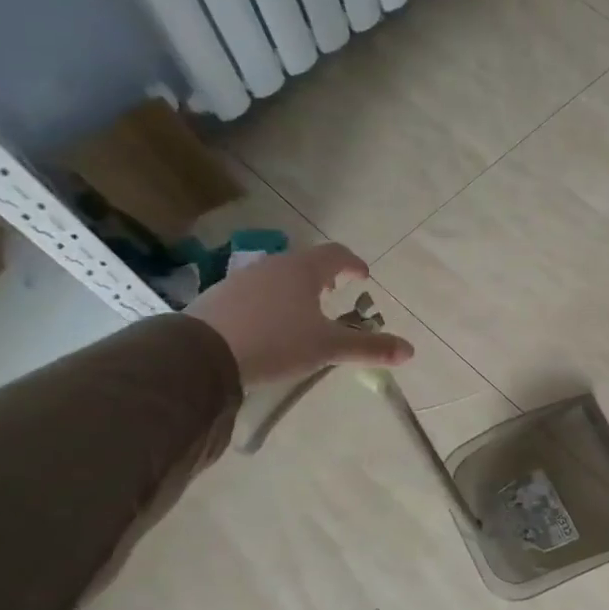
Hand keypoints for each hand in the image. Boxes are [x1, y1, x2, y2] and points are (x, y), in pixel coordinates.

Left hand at [187, 243, 413, 387]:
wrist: (199, 355)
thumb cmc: (275, 343)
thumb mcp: (327, 348)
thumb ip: (369, 347)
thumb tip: (410, 351)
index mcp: (303, 270)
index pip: (337, 254)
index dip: (353, 264)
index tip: (363, 277)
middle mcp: (273, 266)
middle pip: (306, 262)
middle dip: (325, 276)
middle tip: (335, 293)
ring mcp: (242, 279)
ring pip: (278, 276)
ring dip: (296, 288)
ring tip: (303, 312)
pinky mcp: (219, 297)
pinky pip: (255, 292)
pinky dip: (270, 301)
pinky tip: (268, 325)